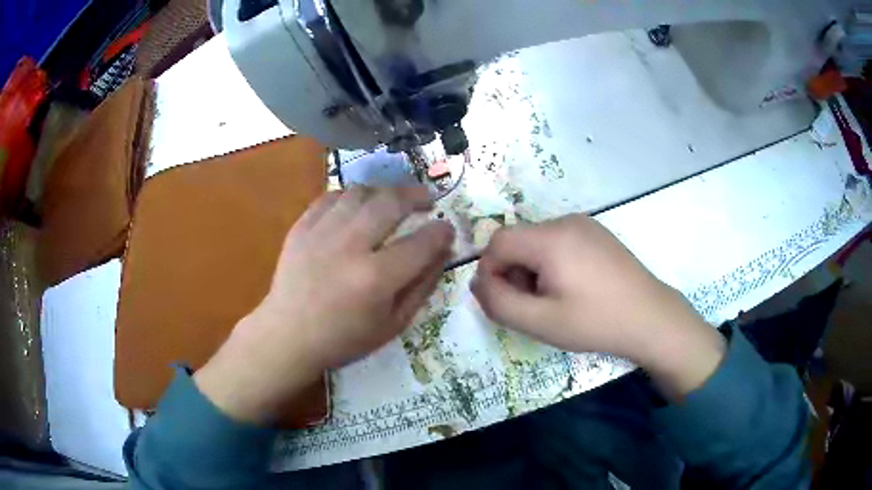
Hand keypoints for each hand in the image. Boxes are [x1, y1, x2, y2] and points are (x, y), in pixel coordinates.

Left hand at [195, 187, 454, 423]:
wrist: (288, 334)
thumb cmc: (343, 338)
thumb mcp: (392, 324)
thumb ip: (422, 287)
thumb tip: (443, 252)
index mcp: (376, 278)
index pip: (421, 242)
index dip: (441, 231)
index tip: (446, 228)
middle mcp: (350, 246)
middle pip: (391, 202)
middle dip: (416, 195)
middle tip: (426, 199)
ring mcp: (322, 232)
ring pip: (360, 192)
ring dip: (383, 191)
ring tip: (391, 201)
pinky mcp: (302, 227)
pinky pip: (331, 196)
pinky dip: (350, 196)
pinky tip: (357, 206)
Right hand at [472, 214, 724, 399]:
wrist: (650, 318)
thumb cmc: (595, 322)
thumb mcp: (540, 321)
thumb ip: (499, 303)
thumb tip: (478, 283)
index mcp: (551, 238)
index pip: (498, 242)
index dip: (490, 272)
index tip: (504, 302)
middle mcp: (566, 221)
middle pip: (519, 241)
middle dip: (513, 273)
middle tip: (532, 307)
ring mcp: (585, 224)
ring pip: (538, 242)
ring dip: (532, 269)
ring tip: (554, 300)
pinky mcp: (597, 233)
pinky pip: (559, 242)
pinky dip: (552, 263)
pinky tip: (573, 288)